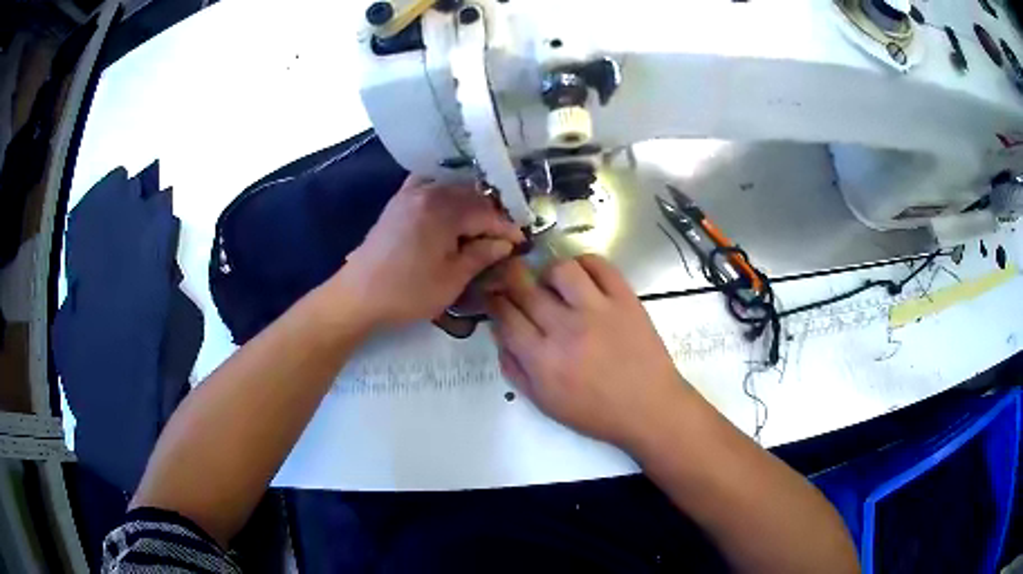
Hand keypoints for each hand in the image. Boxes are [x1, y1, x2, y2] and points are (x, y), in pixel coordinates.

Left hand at [337, 175, 523, 328]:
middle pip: (471, 195)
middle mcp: (429, 193)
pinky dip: (444, 192)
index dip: (506, 227)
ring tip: (480, 225)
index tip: (520, 242)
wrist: (358, 295)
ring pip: (452, 189)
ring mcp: (410, 193)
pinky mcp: (398, 201)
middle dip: (491, 214)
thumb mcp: (451, 280)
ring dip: (470, 203)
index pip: (487, 212)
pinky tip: (450, 206)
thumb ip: (481, 255)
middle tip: (502, 236)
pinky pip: (428, 186)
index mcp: (444, 211)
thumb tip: (506, 242)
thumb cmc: (407, 292)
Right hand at [486, 255, 690, 448]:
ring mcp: (598, 310)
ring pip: (561, 270)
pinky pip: (600, 265)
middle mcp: (565, 329)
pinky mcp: (625, 300)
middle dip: (509, 279)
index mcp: (542, 360)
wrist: (649, 408)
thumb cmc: (595, 412)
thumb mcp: (544, 402)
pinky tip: (582, 277)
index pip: (505, 316)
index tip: (493, 296)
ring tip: (553, 284)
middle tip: (513, 280)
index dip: (493, 301)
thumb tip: (499, 335)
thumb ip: (515, 369)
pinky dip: (585, 263)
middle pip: (525, 288)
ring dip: (548, 272)